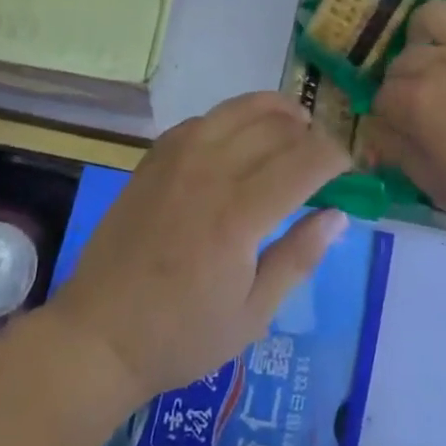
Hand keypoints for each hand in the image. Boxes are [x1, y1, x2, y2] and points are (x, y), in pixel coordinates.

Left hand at [47, 92, 350, 401]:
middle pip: (277, 128)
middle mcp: (211, 172)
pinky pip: (204, 119)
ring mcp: (178, 158)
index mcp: (239, 215)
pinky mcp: (155, 158)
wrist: (98, 336)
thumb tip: (338, 215)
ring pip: (240, 109)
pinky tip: (240, 137)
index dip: (336, 157)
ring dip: (276, 112)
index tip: (347, 170)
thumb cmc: (181, 336)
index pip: (306, 161)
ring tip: (293, 127)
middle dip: (311, 135)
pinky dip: (233, 118)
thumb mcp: (253, 315)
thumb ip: (299, 257)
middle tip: (322, 158)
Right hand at [373, 0, 445, 240]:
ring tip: (442, 54)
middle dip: (404, 81)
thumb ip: (403, 157)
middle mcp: (441, 62)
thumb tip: (379, 134)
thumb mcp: (443, 191)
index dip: (389, 117)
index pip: (382, 98)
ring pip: (434, 14)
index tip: (405, 134)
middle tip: (427, 106)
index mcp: (417, 103)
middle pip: (403, 59)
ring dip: (428, 33)